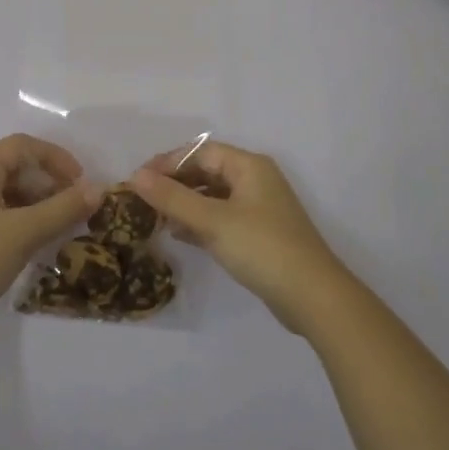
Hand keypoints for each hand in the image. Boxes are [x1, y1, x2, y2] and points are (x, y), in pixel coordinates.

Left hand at [0, 135, 101, 350]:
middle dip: (50, 183)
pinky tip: (41, 246)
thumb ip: (62, 209)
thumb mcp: (23, 232)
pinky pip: (3, 219)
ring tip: (64, 228)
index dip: (54, 156)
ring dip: (40, 205)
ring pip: (11, 196)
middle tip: (75, 207)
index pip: (22, 146)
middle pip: (16, 169)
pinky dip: (26, 224)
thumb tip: (97, 189)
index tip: (79, 181)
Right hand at [131, 141, 352, 333]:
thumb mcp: (212, 221)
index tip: (138, 180)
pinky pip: (221, 218)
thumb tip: (136, 176)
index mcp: (249, 166)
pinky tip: (177, 235)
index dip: (168, 162)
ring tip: (154, 218)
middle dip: (174, 183)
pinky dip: (199, 222)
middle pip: (206, 172)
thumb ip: (172, 198)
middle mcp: (255, 180)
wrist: (313, 297)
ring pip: (212, 196)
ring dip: (184, 204)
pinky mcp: (258, 234)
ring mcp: (258, 208)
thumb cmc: (262, 248)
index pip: (200, 152)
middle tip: (143, 200)